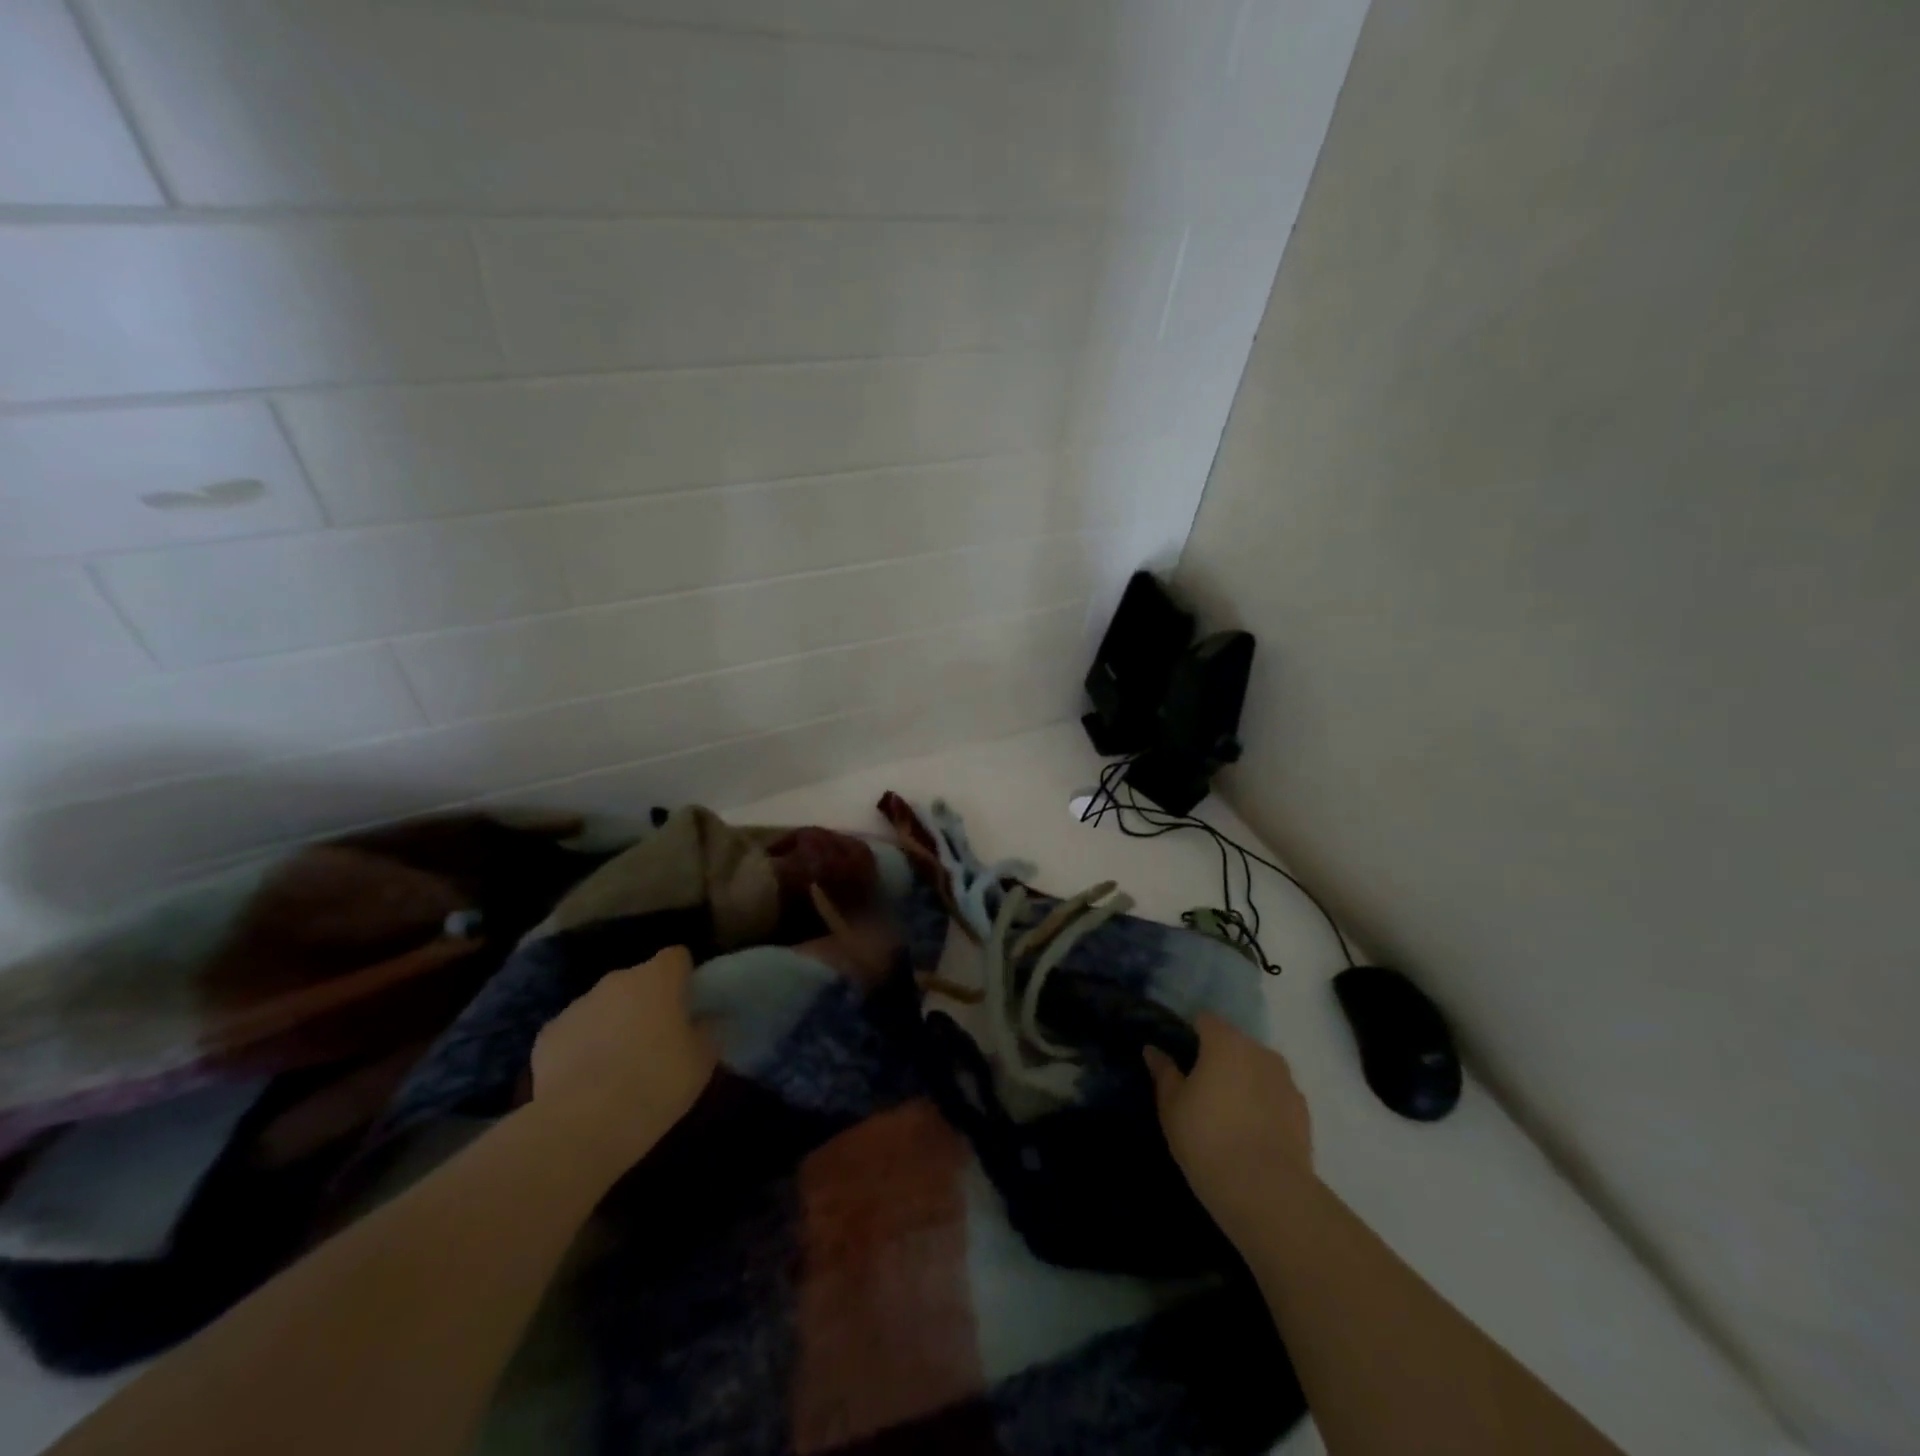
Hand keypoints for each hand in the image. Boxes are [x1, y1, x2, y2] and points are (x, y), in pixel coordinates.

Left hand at [529, 946, 717, 1172]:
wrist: (583, 1124)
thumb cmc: (656, 1082)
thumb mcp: (702, 1060)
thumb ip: (708, 1030)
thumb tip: (706, 1019)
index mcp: (659, 978)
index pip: (676, 957)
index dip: (683, 977)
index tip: (688, 1004)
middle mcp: (617, 980)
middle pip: (638, 980)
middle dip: (647, 1001)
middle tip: (657, 1038)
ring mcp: (578, 1004)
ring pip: (605, 1004)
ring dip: (614, 1022)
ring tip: (619, 1064)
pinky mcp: (547, 1034)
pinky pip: (574, 1031)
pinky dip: (582, 1046)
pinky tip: (586, 1079)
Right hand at [1145, 1013, 1314, 1227]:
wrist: (1266, 1192)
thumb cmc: (1207, 1139)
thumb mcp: (1171, 1106)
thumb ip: (1164, 1072)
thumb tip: (1153, 1050)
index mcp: (1225, 1042)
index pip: (1204, 1020)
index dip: (1190, 1035)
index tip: (1180, 1061)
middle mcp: (1259, 1051)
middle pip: (1233, 1043)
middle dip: (1218, 1058)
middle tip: (1201, 1091)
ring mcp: (1286, 1080)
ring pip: (1257, 1069)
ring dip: (1244, 1080)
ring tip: (1229, 1115)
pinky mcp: (1304, 1111)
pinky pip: (1276, 1095)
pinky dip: (1264, 1104)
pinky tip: (1253, 1133)